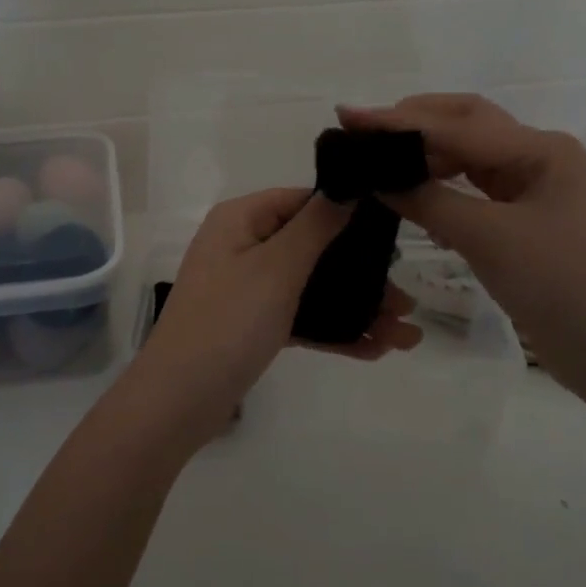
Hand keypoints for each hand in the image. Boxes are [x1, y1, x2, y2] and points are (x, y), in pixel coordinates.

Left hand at [129, 188, 420, 432]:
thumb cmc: (227, 323)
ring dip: (357, 308)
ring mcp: (248, 289)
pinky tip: (375, 350)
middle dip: (362, 274)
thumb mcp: (276, 268)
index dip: (347, 213)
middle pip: (314, 248)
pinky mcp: (253, 326)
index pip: (302, 201)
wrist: (179, 401)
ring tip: (405, 333)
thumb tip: (347, 185)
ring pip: (313, 288)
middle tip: (407, 299)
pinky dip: (334, 331)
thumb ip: (315, 226)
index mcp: (242, 220)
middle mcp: (244, 247)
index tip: (393, 233)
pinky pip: (301, 318)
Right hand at [339, 95, 585, 399]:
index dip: (398, 123)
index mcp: (540, 149)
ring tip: (380, 159)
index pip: (455, 126)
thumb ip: (428, 201)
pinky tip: (412, 194)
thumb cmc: (556, 284)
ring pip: (468, 154)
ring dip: (425, 154)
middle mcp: (537, 156)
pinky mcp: (523, 216)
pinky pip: (473, 187)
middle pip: (465, 124)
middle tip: (363, 131)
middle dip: (414, 123)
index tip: (349, 116)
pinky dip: (441, 185)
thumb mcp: (486, 238)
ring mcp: (532, 186)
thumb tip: (376, 177)